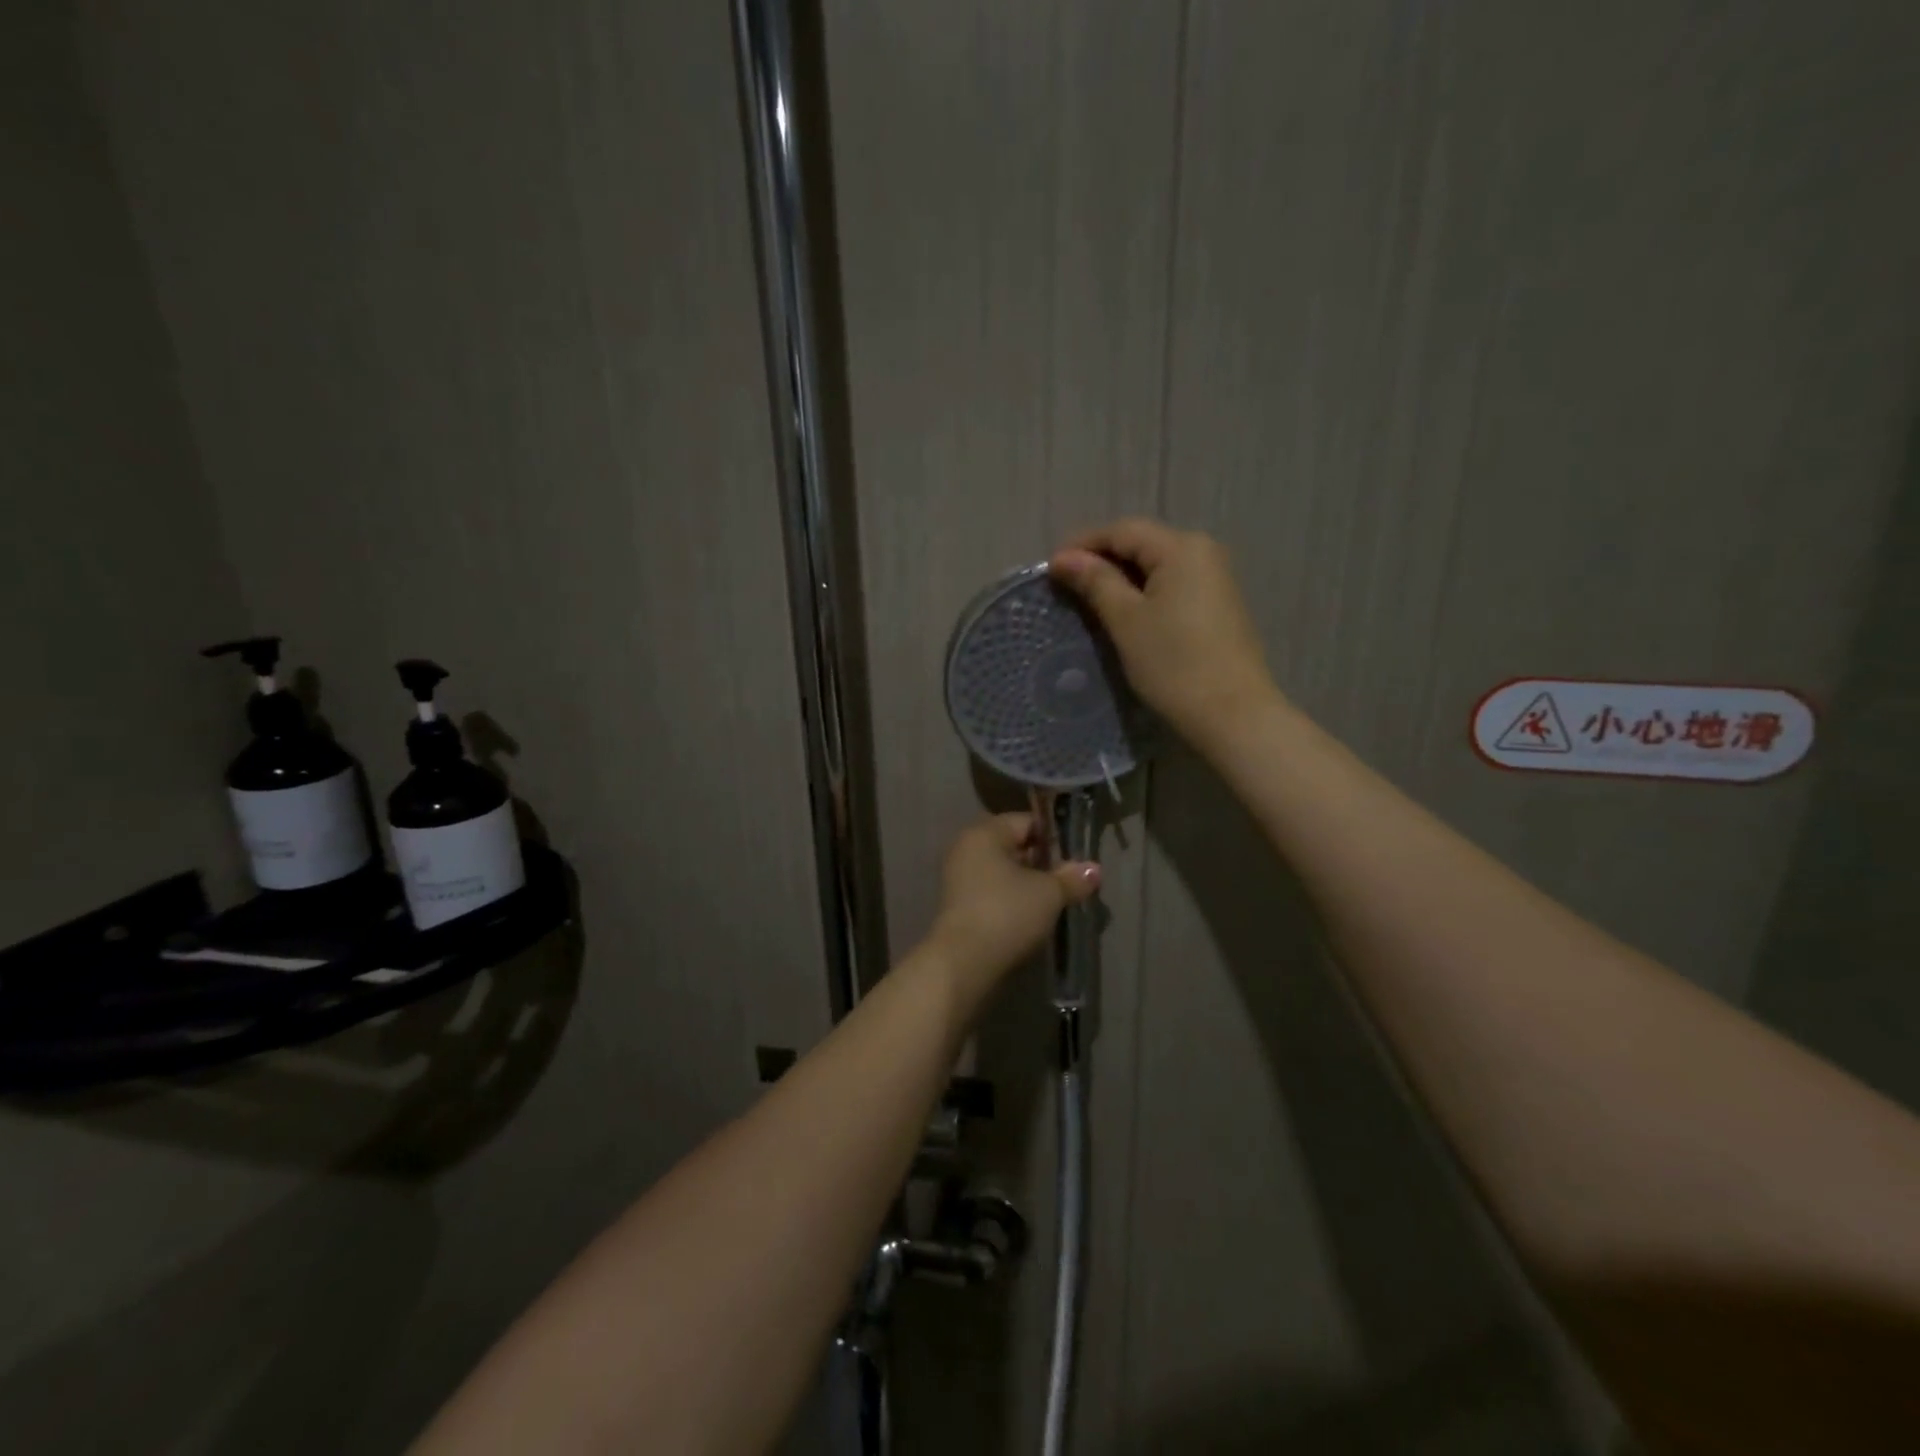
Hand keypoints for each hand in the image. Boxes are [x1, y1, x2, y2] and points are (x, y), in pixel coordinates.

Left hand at [929, 813, 1098, 1002]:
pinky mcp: (958, 906)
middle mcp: (966, 848)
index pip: (1026, 821)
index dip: (1054, 838)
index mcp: (984, 833)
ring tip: (1054, 902)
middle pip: (1013, 846)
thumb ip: (1072, 878)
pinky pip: (992, 893)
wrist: (963, 963)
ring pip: (1003, 872)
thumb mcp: (1049, 894)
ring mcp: (958, 878)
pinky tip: (1031, 918)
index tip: (1075, 859)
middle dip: (1042, 863)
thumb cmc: (1007, 914)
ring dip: (1028, 884)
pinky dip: (1011, 900)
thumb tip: (1094, 869)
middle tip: (1068, 882)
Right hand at [1050, 518, 1278, 753]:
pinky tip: (1123, 612)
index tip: (1050, 568)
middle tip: (1065, 584)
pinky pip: (1172, 584)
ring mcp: (1215, 578)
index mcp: (1181, 547)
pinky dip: (1143, 592)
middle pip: (1142, 543)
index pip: (1122, 530)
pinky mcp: (1218, 605)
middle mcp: (1203, 551)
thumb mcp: (1126, 620)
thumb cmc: (1174, 664)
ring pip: (1156, 565)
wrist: (1233, 714)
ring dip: (1121, 577)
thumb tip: (1064, 558)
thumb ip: (1096, 582)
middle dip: (1101, 559)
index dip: (1083, 544)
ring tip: (1088, 599)